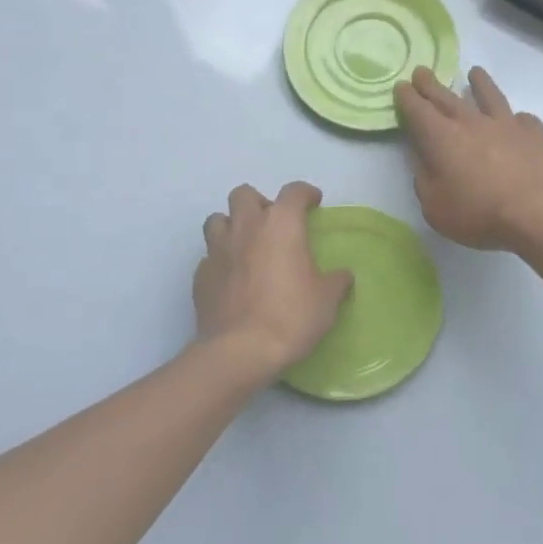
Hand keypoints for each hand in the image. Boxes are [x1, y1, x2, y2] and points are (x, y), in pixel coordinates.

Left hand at [193, 182, 352, 375]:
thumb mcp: (327, 300)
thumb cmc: (291, 316)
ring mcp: (218, 250)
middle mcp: (246, 227)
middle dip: (259, 202)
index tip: (313, 202)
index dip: (305, 193)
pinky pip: (209, 256)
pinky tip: (232, 278)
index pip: (293, 192)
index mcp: (281, 224)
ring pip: (217, 220)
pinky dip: (220, 260)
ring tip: (246, 245)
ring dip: (232, 226)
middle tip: (273, 224)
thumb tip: (342, 275)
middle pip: (244, 194)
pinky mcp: (200, 276)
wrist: (240, 351)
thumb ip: (336, 281)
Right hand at [394, 66, 542, 251]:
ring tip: (475, 72)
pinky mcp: (534, 134)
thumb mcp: (435, 207)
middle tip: (422, 71)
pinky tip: (518, 119)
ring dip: (480, 84)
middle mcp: (472, 123)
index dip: (407, 98)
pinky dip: (517, 118)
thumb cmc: (479, 214)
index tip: (401, 86)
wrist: (538, 211)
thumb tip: (423, 162)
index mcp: (442, 139)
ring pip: (490, 97)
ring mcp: (506, 124)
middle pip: (447, 98)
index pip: (418, 111)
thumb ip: (425, 181)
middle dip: (431, 85)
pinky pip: (523, 119)